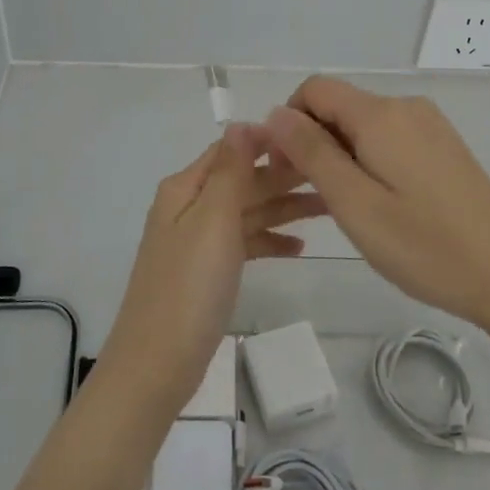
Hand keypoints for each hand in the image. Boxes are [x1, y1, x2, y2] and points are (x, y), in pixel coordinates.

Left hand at [98, 130, 323, 411]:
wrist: (156, 366)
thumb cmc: (188, 287)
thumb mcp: (212, 220)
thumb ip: (230, 170)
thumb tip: (242, 122)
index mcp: (186, 188)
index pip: (231, 149)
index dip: (268, 141)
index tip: (312, 139)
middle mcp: (190, 206)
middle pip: (243, 180)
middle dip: (284, 176)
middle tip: (333, 173)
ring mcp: (198, 241)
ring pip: (248, 212)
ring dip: (284, 208)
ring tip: (331, 208)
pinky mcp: (207, 272)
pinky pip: (244, 243)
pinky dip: (269, 240)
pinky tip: (299, 247)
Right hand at [259, 77, 489, 329]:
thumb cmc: (424, 245)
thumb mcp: (355, 204)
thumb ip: (312, 153)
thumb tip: (276, 113)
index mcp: (380, 114)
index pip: (314, 90)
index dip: (289, 122)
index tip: (286, 169)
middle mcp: (405, 106)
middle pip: (339, 105)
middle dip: (314, 141)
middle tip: (315, 198)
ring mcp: (429, 124)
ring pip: (364, 124)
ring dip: (341, 153)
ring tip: (351, 208)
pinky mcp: (443, 144)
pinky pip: (390, 136)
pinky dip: (370, 158)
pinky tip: (383, 202)